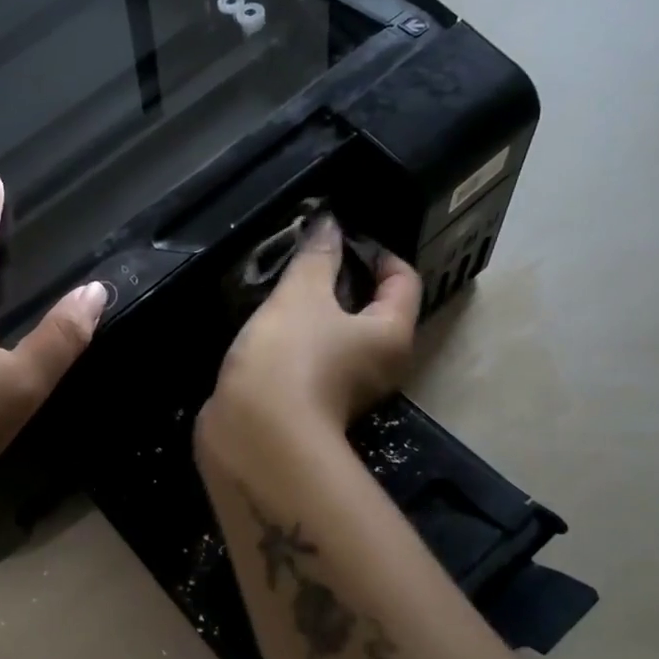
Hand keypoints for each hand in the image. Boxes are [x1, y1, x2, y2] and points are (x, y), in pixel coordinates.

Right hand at [201, 214, 420, 453]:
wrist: (255, 435)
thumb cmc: (290, 357)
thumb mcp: (302, 295)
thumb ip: (317, 256)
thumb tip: (330, 222)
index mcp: (391, 334)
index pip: (404, 279)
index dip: (378, 251)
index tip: (341, 236)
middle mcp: (380, 364)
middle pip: (373, 309)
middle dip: (342, 279)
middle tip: (307, 258)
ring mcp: (347, 388)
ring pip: (339, 334)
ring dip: (316, 310)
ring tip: (282, 286)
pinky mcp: (313, 402)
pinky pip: (314, 357)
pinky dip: (298, 337)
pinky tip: (269, 325)